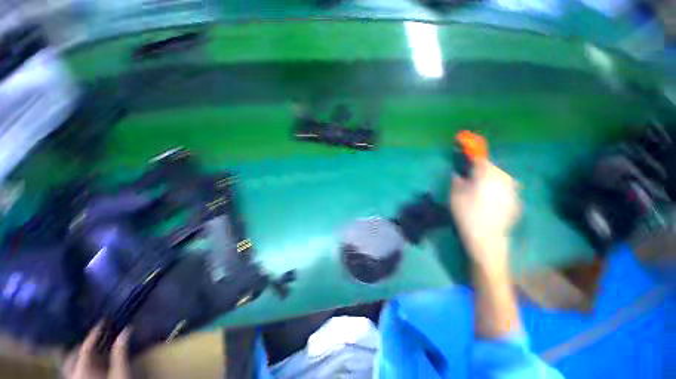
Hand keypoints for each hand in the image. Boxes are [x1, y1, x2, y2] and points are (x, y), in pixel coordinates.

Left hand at [63, 324, 131, 378]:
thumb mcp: (122, 373)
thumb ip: (121, 353)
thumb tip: (127, 330)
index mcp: (83, 372)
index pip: (85, 348)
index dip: (94, 334)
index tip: (102, 322)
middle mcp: (74, 376)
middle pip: (71, 356)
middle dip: (81, 344)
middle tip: (96, 335)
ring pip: (69, 365)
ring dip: (78, 354)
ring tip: (90, 347)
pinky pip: (72, 372)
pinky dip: (79, 364)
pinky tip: (89, 362)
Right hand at [450, 160, 520, 268]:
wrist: (487, 238)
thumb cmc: (467, 213)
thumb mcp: (455, 194)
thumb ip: (457, 180)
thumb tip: (458, 173)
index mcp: (488, 174)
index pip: (480, 158)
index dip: (471, 152)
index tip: (466, 148)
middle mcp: (504, 178)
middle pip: (490, 168)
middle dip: (480, 170)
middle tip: (469, 179)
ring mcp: (512, 190)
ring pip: (498, 178)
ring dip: (488, 180)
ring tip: (478, 192)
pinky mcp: (516, 201)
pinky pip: (504, 189)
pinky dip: (496, 190)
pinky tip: (488, 202)